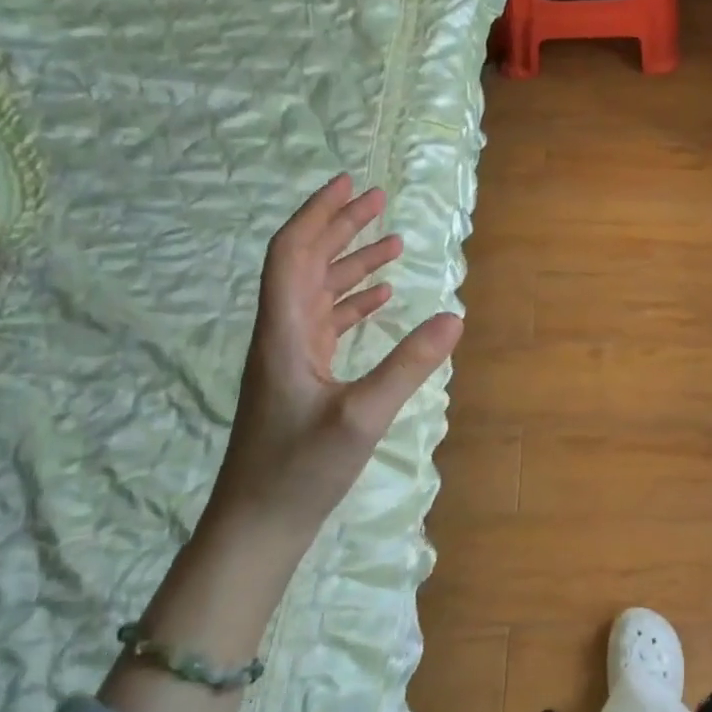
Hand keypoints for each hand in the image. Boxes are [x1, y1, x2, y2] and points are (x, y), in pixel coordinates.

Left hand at [202, 176, 462, 557]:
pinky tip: (380, 297)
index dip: (318, 214)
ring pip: (318, 291)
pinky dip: (353, 301)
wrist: (256, 526)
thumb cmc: (300, 470)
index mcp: (284, 331)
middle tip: (378, 200)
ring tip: (391, 242)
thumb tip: (455, 316)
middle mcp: (282, 333)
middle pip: (305, 262)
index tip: (349, 185)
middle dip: (340, 227)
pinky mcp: (301, 377)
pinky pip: (327, 322)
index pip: (292, 253)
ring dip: (351, 262)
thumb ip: (410, 364)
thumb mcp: (363, 417)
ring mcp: (290, 356)